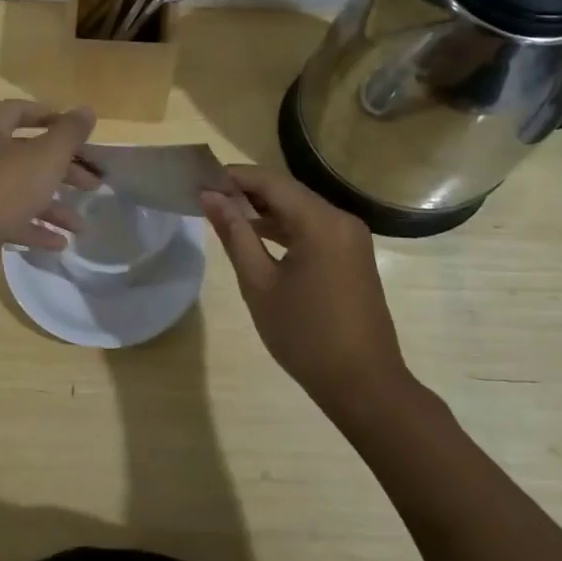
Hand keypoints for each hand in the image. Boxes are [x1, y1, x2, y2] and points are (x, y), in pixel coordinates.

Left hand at [0, 100, 98, 264]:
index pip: (24, 110)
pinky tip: (58, 243)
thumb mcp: (44, 158)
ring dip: (52, 204)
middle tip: (94, 185)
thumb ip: (68, 133)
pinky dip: (31, 225)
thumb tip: (86, 110)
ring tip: (81, 226)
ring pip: (18, 187)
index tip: (85, 138)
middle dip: (63, 170)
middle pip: (26, 152)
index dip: (57, 120)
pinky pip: (4, 215)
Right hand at [201, 165, 409, 415]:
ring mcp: (350, 238)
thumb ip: (234, 234)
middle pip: (287, 191)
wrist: (363, 384)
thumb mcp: (259, 283)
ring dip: (264, 210)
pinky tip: (256, 236)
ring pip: (300, 209)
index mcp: (320, 222)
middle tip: (206, 197)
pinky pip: (313, 228)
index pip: (270, 181)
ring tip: (223, 214)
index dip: (233, 176)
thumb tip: (209, 196)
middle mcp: (341, 220)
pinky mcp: (352, 255)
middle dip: (246, 191)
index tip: (199, 180)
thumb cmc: (304, 334)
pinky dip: (284, 228)